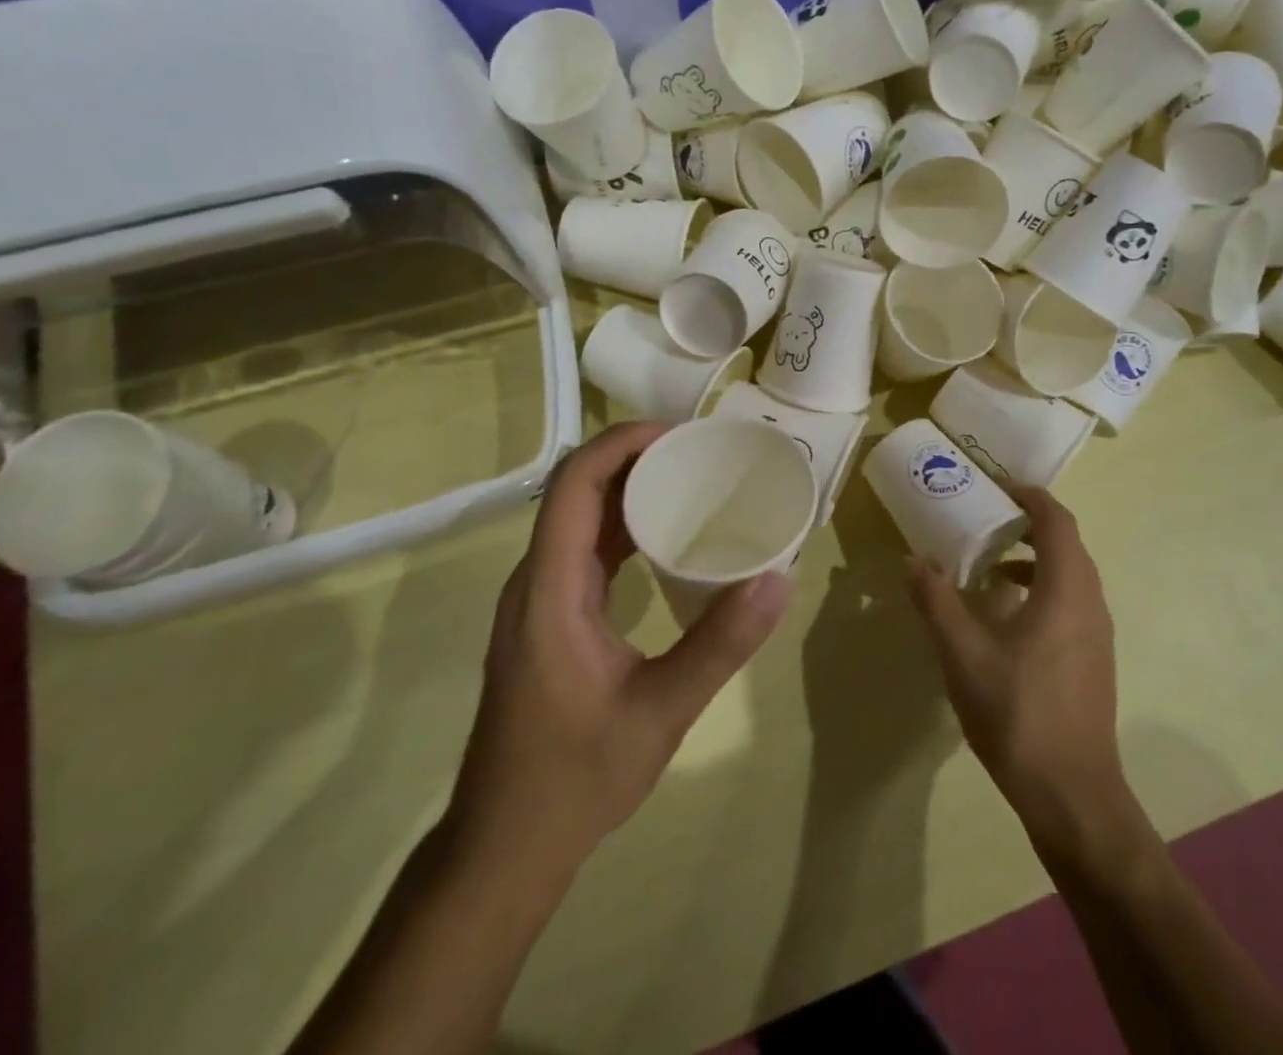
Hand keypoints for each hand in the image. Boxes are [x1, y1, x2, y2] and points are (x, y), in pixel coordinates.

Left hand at [449, 422, 791, 866]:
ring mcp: (538, 601)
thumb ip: (720, 644)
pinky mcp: (549, 619)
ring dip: (629, 490)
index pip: (575, 484)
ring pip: (579, 519)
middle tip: (700, 453)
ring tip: (692, 483)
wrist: (504, 847)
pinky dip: (624, 528)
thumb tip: (778, 579)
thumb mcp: (660, 712)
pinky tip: (667, 540)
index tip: (681, 434)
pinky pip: (584, 551)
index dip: (622, 443)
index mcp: (549, 588)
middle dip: (634, 458)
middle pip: (576, 491)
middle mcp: (535, 581)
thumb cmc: (575, 778)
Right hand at [907, 484, 1139, 861]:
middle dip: (1029, 523)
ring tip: (989, 565)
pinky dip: (1041, 588)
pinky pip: (1070, 602)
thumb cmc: (1018, 714)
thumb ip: (937, 601)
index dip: (1029, 497)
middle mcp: (1090, 603)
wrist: (1072, 795)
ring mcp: (1097, 634)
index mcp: (1066, 591)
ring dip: (1034, 558)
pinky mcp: (1093, 659)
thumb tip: (912, 560)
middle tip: (986, 518)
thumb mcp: (963, 654)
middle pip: (1067, 544)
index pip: (1056, 521)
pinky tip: (1006, 615)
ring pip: (1070, 575)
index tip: (996, 487)